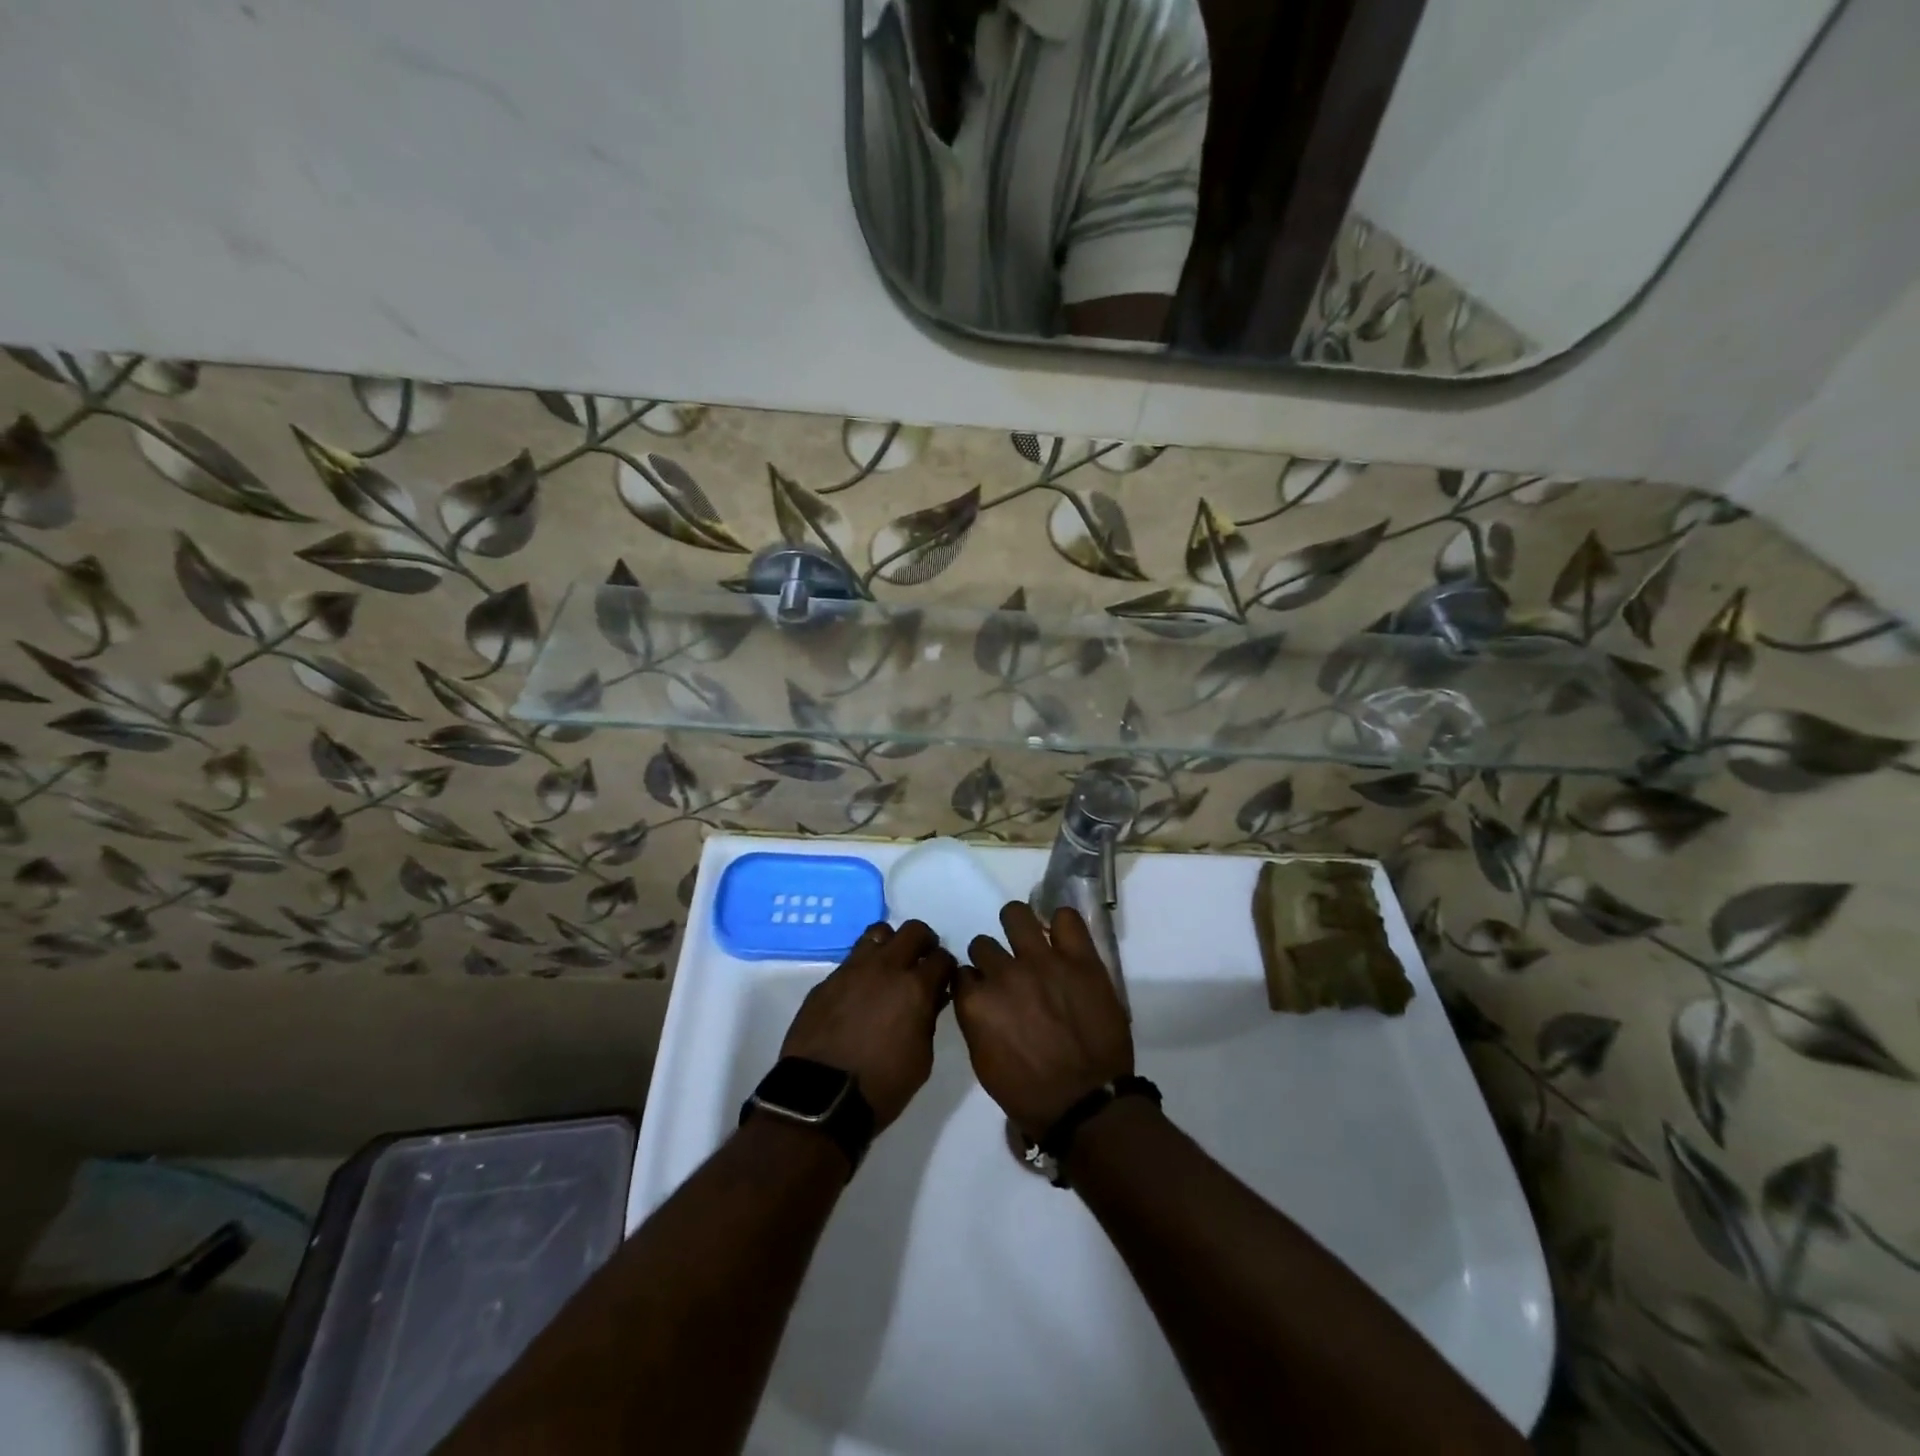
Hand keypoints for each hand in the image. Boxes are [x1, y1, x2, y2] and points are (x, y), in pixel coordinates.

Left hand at [779, 920, 954, 1130]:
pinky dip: (863, 968)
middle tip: (922, 963)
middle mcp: (885, 968)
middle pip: (913, 930)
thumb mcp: (922, 1059)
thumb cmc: (881, 1086)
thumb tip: (930, 999)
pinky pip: (851, 960)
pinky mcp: (827, 980)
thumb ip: (929, 1019)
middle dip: (924, 943)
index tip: (943, 980)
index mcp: (914, 988)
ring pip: (878, 933)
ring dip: (891, 945)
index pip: (942, 958)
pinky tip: (860, 992)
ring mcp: (852, 969)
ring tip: (890, 968)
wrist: (820, 1097)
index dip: (946, 968)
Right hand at [954, 902, 1133, 1139]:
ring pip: (1016, 915)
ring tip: (1029, 939)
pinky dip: (1062, 923)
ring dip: (1017, 927)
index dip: (974, 981)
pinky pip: (1066, 918)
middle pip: (983, 944)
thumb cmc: (1030, 1095)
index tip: (984, 989)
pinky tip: (1062, 938)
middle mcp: (1004, 974)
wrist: (1088, 1104)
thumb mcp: (984, 1064)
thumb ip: (976, 1022)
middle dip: (992, 957)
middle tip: (1009, 972)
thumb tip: (978, 999)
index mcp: (976, 1003)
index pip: (962, 972)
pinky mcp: (1079, 959)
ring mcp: (1043, 961)